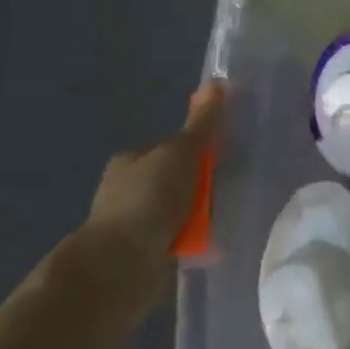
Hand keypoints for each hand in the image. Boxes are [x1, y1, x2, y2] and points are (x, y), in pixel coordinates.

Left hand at [84, 83, 226, 290]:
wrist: (119, 268)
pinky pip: (182, 238)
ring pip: (183, 208)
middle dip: (205, 183)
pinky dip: (197, 239)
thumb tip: (218, 80)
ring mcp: (135, 223)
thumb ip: (203, 123)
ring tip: (227, 216)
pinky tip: (214, 241)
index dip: (201, 149)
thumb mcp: (181, 153)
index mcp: (131, 161)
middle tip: (230, 188)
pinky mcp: (145, 253)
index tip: (225, 157)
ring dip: (203, 214)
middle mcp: (129, 189)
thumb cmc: (148, 200)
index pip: (174, 145)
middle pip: (181, 176)